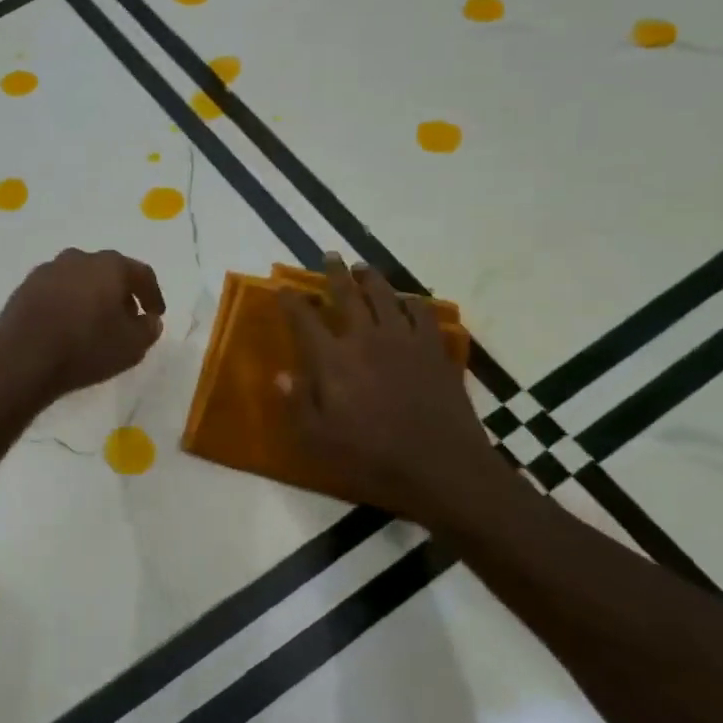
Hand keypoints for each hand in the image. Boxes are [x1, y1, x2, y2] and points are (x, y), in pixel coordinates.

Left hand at [0, 248, 166, 398]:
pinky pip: (56, 292)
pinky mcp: (24, 287)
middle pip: (108, 272)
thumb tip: (149, 320)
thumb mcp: (131, 346)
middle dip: (120, 293)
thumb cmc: (86, 348)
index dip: (153, 295)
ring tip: (95, 323)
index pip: (141, 274)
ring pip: (80, 279)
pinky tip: (67, 326)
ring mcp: (47, 270)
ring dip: (91, 296)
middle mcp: (78, 258)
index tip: (156, 314)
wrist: (22, 358)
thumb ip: (148, 329)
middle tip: (126, 318)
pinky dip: (67, 304)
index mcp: (109, 265)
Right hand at [281, 255, 498, 524]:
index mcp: (333, 359)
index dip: (291, 300)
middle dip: (335, 273)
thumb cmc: (373, 458)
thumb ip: (297, 403)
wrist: (442, 467)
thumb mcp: (320, 440)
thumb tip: (280, 374)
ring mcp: (404, 341)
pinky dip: (412, 302)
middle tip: (330, 255)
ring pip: (385, 296)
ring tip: (363, 269)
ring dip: (371, 278)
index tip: (283, 287)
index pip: (305, 319)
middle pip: (347, 294)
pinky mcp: (434, 350)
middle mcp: (366, 339)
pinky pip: (422, 314)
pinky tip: (409, 302)